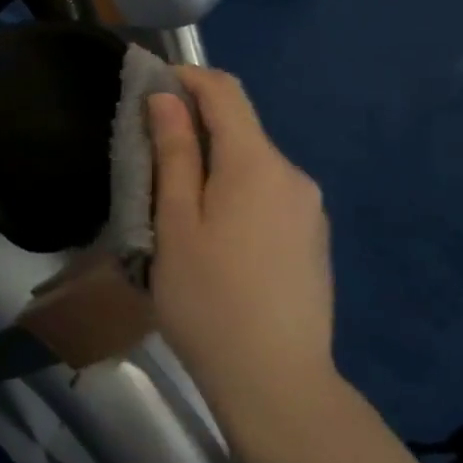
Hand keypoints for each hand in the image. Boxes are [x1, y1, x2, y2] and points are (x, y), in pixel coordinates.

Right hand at [147, 67, 337, 431]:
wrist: (278, 385)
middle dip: (194, 127)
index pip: (224, 90)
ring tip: (176, 208)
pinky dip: (236, 192)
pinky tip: (216, 239)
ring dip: (214, 164)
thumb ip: (174, 153)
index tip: (149, 85)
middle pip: (240, 127)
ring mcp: (309, 208)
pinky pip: (269, 193)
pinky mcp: (313, 238)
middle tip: (149, 159)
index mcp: (256, 163)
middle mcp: (292, 174)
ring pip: (253, 163)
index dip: (186, 77)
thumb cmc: (209, 300)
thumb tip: (167, 98)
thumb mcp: (175, 223)